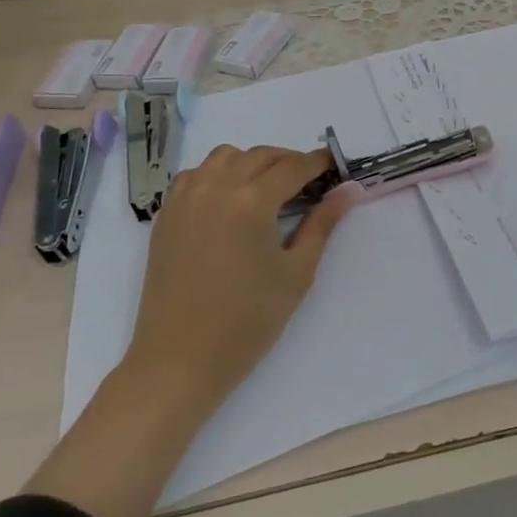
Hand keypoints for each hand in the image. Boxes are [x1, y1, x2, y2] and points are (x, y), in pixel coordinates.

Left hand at [125, 145, 353, 414]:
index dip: (318, 163)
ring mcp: (185, 198)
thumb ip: (323, 223)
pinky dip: (219, 173)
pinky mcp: (166, 214)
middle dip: (289, 162)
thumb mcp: (296, 272)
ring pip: (225, 156)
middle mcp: (216, 188)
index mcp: (250, 201)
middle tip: (310, 183)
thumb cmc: (247, 322)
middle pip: (260, 155)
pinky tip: (231, 199)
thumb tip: (350, 189)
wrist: (179, 361)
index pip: (293, 166)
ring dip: (253, 162)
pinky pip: (196, 174)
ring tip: (269, 189)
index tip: (336, 166)